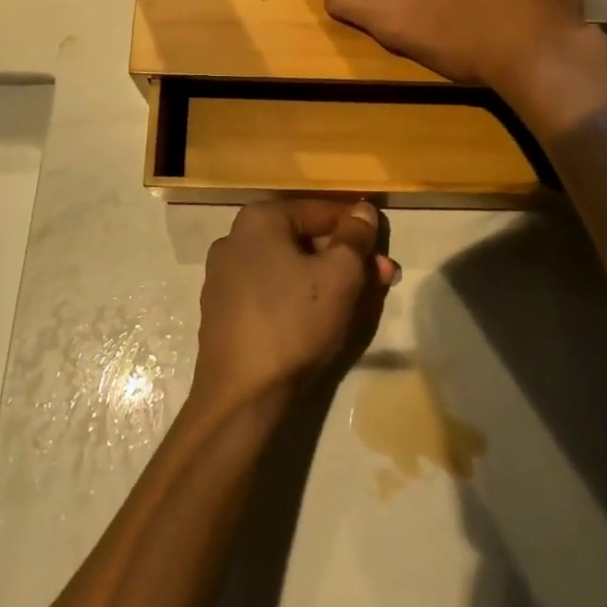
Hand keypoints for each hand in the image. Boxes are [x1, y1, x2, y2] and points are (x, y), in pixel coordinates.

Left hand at [191, 199, 397, 415]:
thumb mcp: (340, 275)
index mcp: (259, 219)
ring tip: (359, 301)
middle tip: (381, 279)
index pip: (321, 210)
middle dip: (345, 257)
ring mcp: (223, 275)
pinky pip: (270, 290)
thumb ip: (355, 237)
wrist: (241, 397)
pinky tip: (320, 318)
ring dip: (327, 277)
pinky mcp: (222, 311)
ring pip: (289, 266)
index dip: (358, 228)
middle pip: (304, 238)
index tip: (384, 252)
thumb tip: (363, 209)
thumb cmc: (294, 323)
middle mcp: (234, 238)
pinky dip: (299, 296)